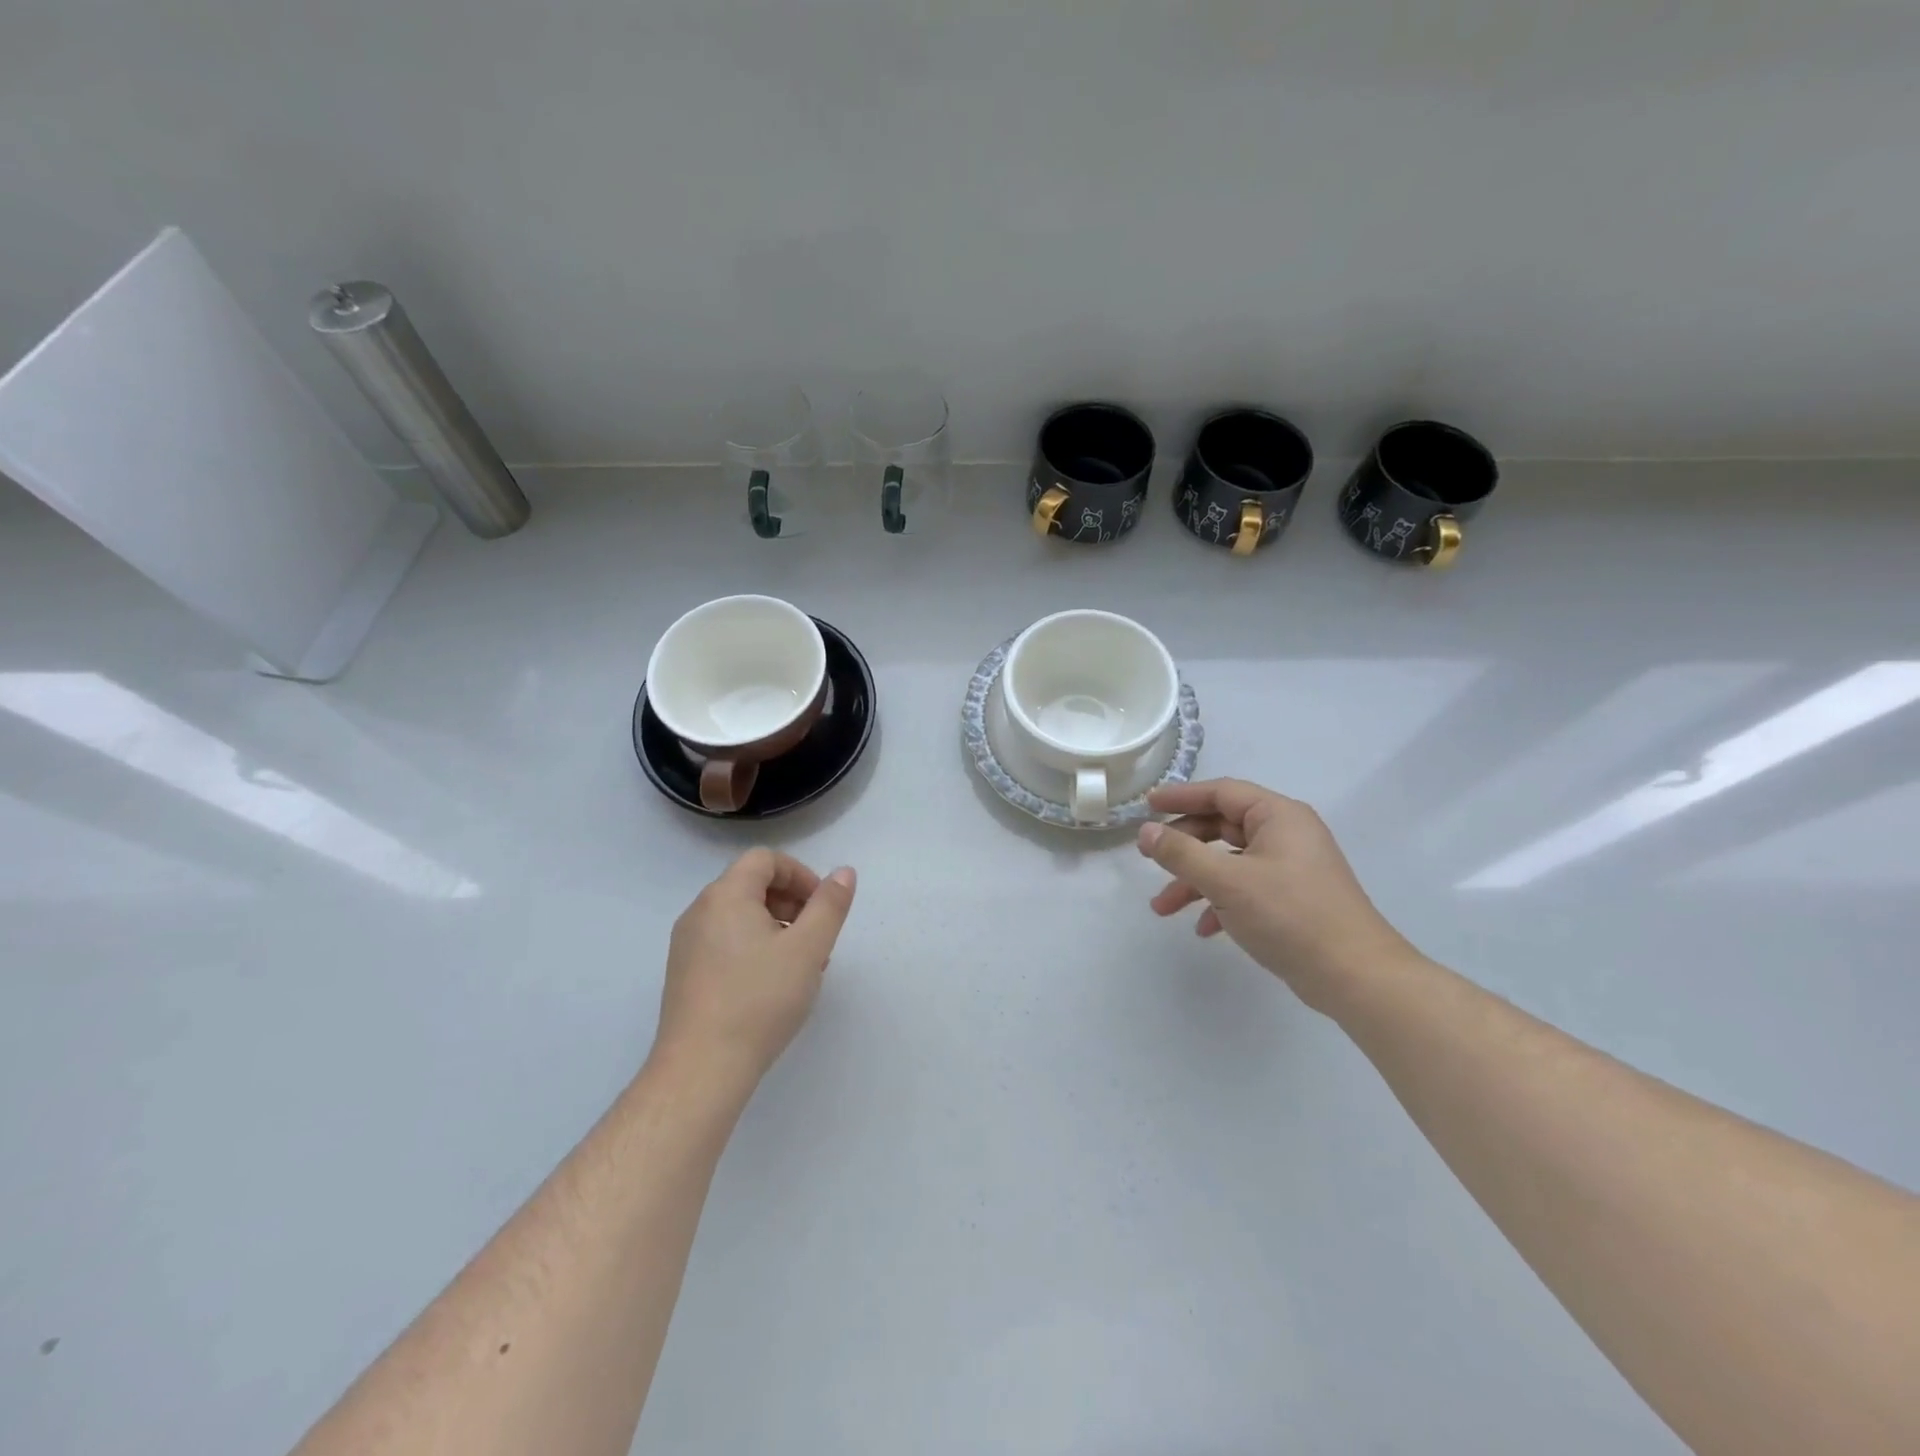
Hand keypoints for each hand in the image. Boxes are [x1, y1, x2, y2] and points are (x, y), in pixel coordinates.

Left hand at [650, 849, 856, 1089]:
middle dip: (791, 902)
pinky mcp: (684, 974)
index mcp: (725, 896)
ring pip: (740, 916)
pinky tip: (774, 984)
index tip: (822, 906)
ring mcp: (687, 944)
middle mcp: (700, 911)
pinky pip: (725, 942)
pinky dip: (755, 946)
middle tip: (817, 936)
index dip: (800, 874)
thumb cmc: (759, 1000)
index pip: (765, 860)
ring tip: (802, 965)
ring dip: (776, 926)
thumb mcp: (808, 949)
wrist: (701, 1069)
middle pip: (751, 885)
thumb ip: (829, 905)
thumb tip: (843, 872)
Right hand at [1137, 779, 1414, 1010]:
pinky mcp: (1292, 899)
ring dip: (1195, 880)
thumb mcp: (1227, 881)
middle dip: (1183, 846)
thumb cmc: (1290, 915)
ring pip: (1229, 861)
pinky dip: (1219, 902)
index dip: (1180, 796)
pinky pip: (1245, 888)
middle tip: (1149, 857)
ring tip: (1162, 907)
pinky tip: (1203, 928)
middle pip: (1222, 826)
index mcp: (1278, 816)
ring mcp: (1291, 868)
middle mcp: (1287, 834)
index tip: (1146, 804)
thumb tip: (1145, 832)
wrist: (1356, 976)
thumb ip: (1181, 853)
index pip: (1221, 792)